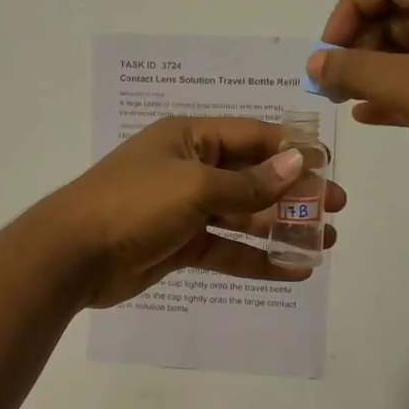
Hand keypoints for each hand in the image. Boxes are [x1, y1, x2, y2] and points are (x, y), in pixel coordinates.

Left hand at [39, 117, 347, 309]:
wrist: (72, 254)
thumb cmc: (134, 204)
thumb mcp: (195, 186)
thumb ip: (249, 182)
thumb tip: (299, 162)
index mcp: (189, 138)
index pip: (252, 136)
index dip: (292, 150)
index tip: (329, 168)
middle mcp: (190, 168)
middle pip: (253, 177)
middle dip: (294, 192)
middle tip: (336, 209)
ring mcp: (184, 209)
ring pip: (243, 215)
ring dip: (281, 227)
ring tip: (325, 242)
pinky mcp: (180, 245)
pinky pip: (227, 249)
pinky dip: (257, 259)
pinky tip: (293, 271)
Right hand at [308, 0, 408, 220]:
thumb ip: (355, 70)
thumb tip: (314, 61)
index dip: (351, 8)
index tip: (330, 49)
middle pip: (395, 16)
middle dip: (357, 42)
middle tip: (331, 79)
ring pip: (406, 54)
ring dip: (370, 70)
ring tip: (340, 98)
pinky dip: (390, 96)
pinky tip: (365, 116)